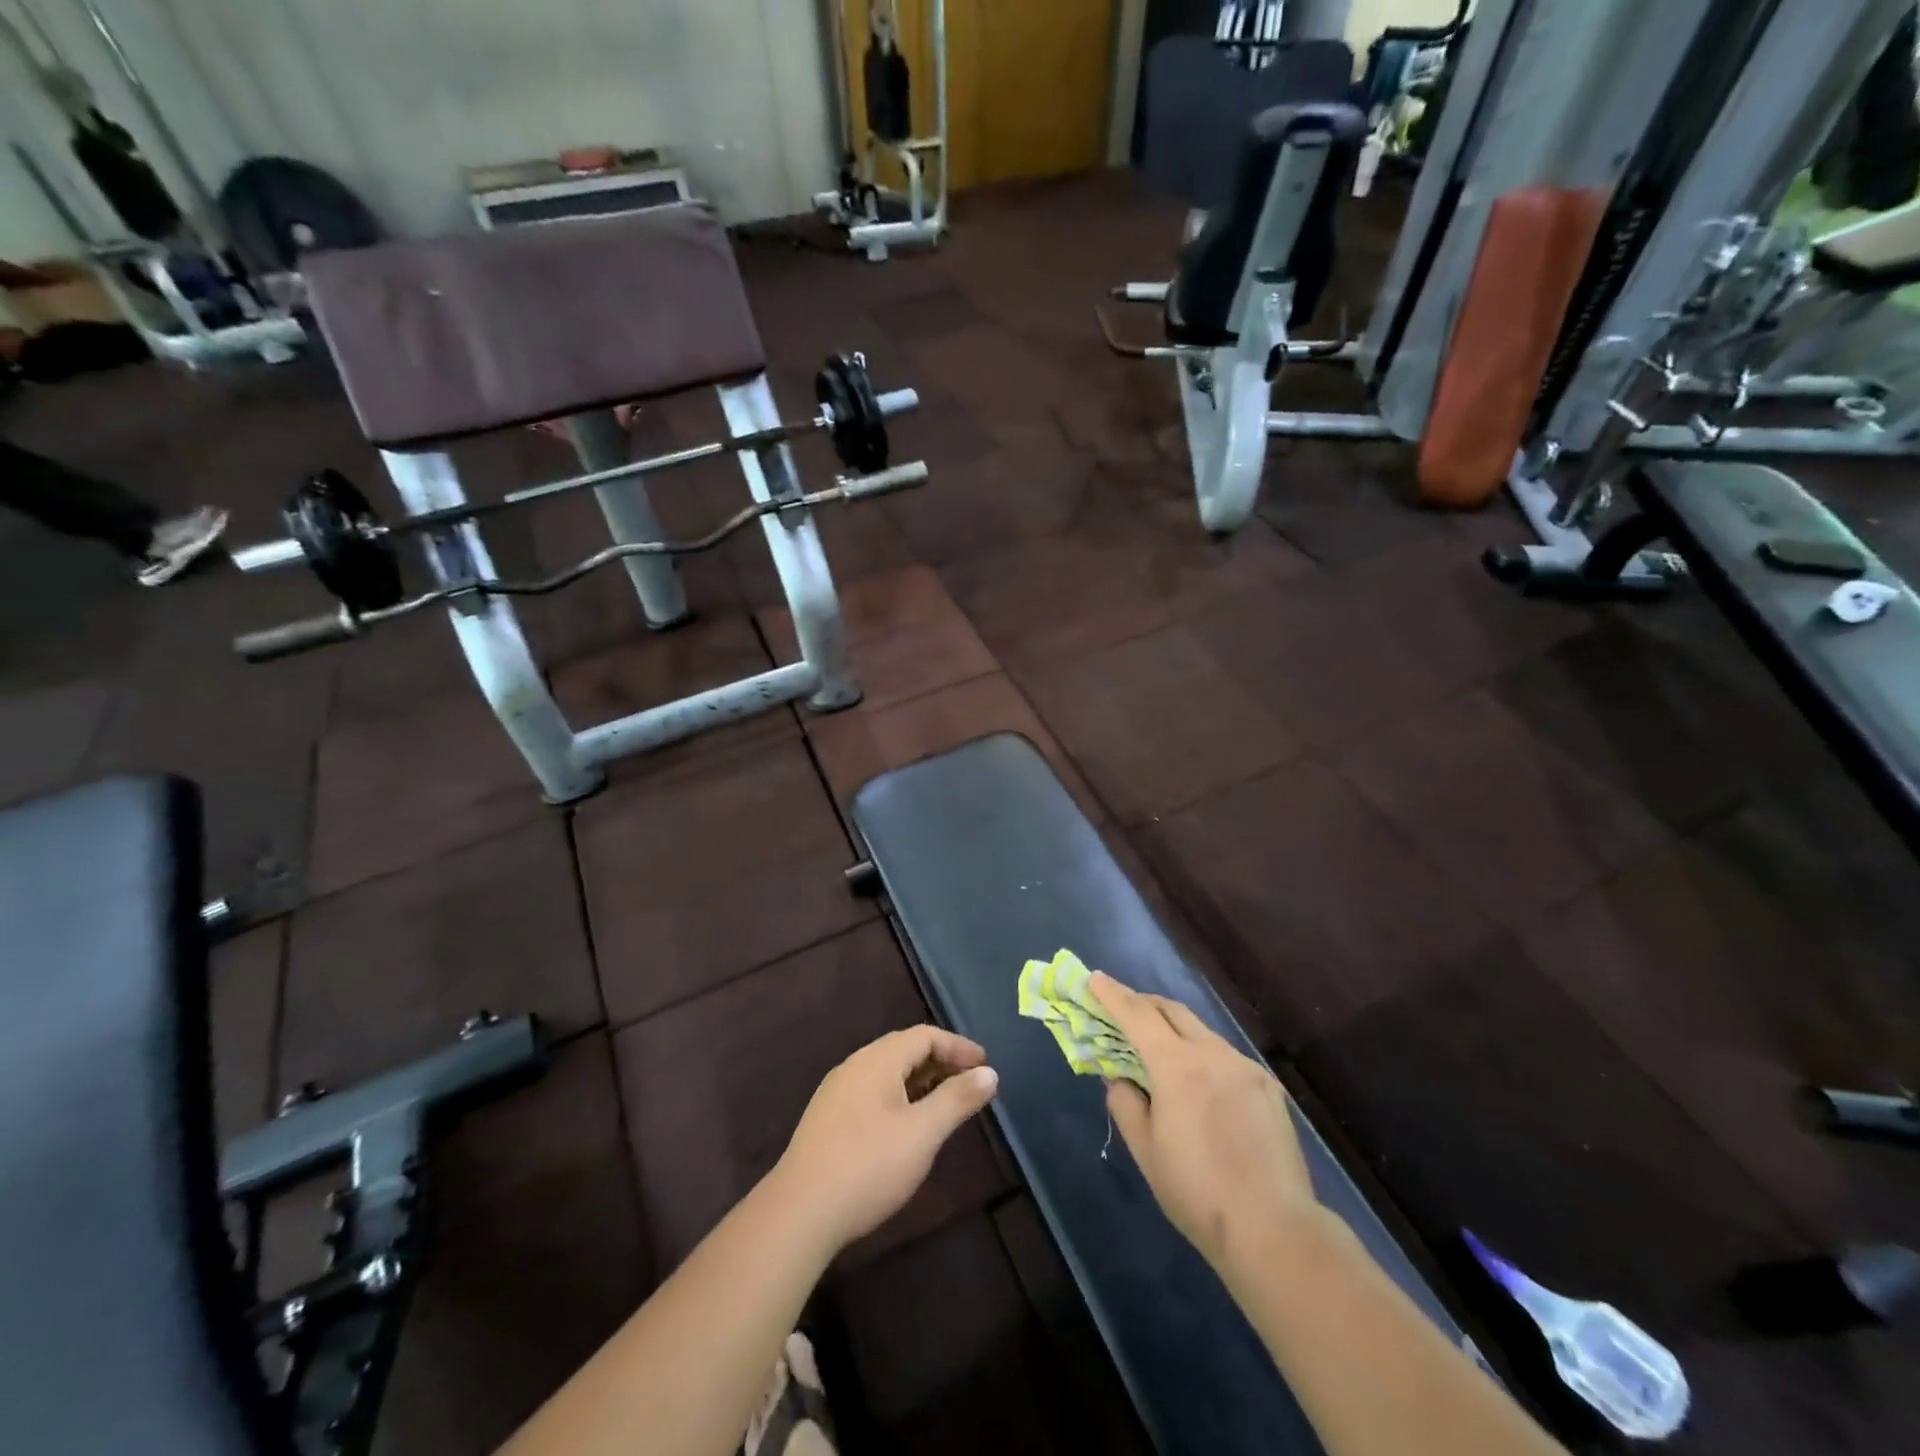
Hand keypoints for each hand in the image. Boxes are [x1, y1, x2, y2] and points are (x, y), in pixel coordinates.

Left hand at [774, 1026, 998, 1252]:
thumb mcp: (923, 1133)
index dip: (958, 1047)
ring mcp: (837, 1093)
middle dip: (941, 1062)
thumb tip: (989, 1072)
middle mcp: (855, 1066)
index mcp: (877, 1060)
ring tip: (946, 1104)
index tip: (986, 1067)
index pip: (924, 1035)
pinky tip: (908, 1126)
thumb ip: (957, 1099)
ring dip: (921, 1080)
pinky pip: (873, 1093)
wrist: (799, 1213)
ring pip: (887, 1073)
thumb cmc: (868, 1166)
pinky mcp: (828, 1120)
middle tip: (971, 1083)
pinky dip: (900, 1097)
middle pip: (904, 1050)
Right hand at [1089, 974, 1319, 1279]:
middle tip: (1122, 1009)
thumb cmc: (1197, 1192)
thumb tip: (1121, 1078)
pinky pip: (1225, 1056)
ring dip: (1175, 1029)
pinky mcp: (1268, 1086)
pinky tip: (1201, 1085)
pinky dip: (1203, 1055)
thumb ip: (1126, 1104)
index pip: (1137, 1015)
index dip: (1112, 994)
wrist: (1274, 1229)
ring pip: (1201, 1032)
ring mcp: (1245, 1067)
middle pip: (1172, 1011)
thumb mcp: (1146, 1151)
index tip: (1093, 978)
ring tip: (1160, 1049)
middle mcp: (1213, 1053)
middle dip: (1143, 1003)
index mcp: (1178, 1066)